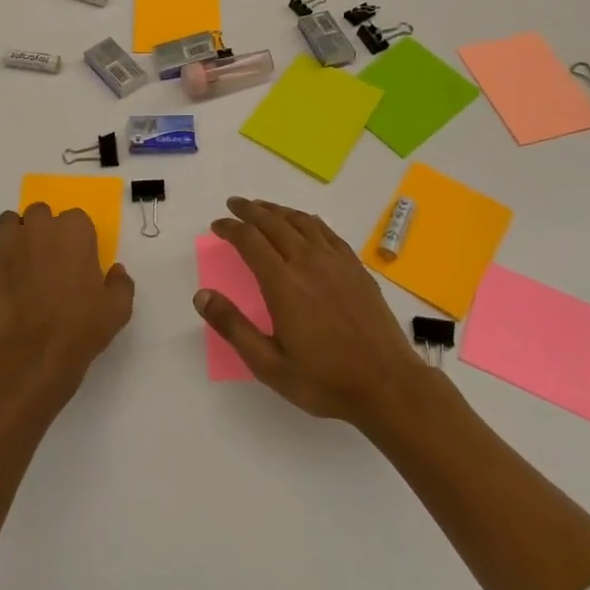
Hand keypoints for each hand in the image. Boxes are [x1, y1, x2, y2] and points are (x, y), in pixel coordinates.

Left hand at [0, 203, 134, 395]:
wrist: (33, 353)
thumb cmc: (81, 326)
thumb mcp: (118, 308)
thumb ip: (120, 283)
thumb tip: (115, 271)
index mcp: (74, 230)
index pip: (76, 218)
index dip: (76, 238)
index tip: (78, 258)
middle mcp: (41, 228)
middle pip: (40, 213)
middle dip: (44, 229)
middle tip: (51, 258)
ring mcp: (10, 244)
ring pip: (10, 223)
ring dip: (18, 234)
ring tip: (24, 260)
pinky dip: (2, 264)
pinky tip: (10, 287)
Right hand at [195, 196, 427, 428]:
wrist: (387, 384)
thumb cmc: (324, 379)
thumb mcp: (269, 365)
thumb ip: (233, 327)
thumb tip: (201, 296)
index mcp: (283, 283)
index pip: (249, 240)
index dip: (230, 228)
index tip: (217, 225)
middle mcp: (307, 262)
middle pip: (273, 223)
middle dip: (250, 211)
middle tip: (234, 205)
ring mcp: (335, 261)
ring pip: (300, 221)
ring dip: (277, 210)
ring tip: (262, 208)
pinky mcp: (356, 267)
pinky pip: (327, 232)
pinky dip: (308, 220)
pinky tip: (304, 223)